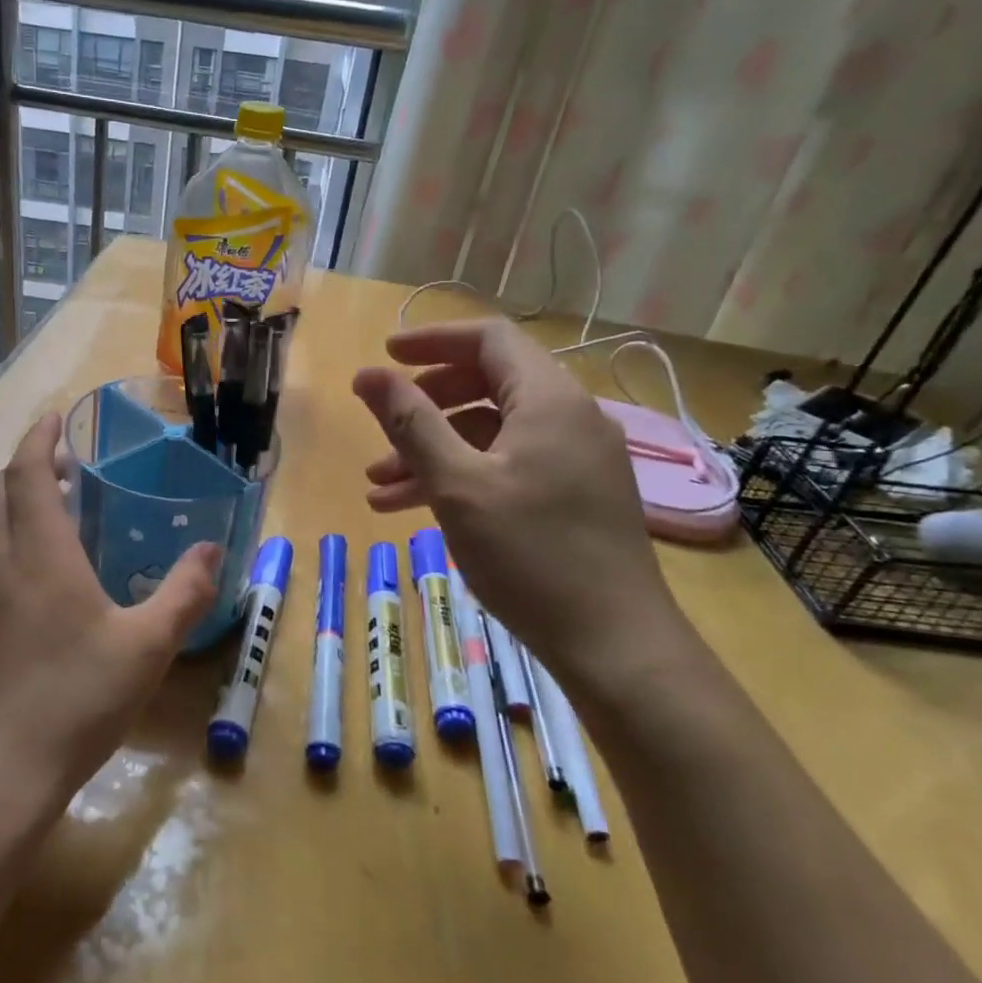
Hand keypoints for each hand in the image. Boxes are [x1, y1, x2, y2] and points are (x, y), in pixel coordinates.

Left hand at [0, 413, 221, 816]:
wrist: (0, 773)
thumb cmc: (76, 699)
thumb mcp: (147, 646)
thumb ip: (184, 592)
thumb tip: (212, 549)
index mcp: (40, 555)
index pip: (26, 474)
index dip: (38, 437)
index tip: (58, 417)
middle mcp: (3, 566)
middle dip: (24, 464)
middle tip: (65, 464)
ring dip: (14, 501)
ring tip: (58, 509)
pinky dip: (11, 538)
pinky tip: (45, 573)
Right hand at [351, 318, 683, 698]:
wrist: (614, 643)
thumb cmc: (530, 555)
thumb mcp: (457, 484)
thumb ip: (410, 423)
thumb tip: (367, 375)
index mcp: (549, 399)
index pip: (488, 339)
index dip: (432, 341)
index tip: (385, 356)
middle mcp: (569, 417)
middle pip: (487, 384)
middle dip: (425, 404)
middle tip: (382, 425)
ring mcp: (575, 459)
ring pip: (491, 432)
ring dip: (434, 450)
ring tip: (378, 486)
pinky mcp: (573, 495)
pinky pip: (508, 466)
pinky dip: (462, 476)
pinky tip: (415, 508)